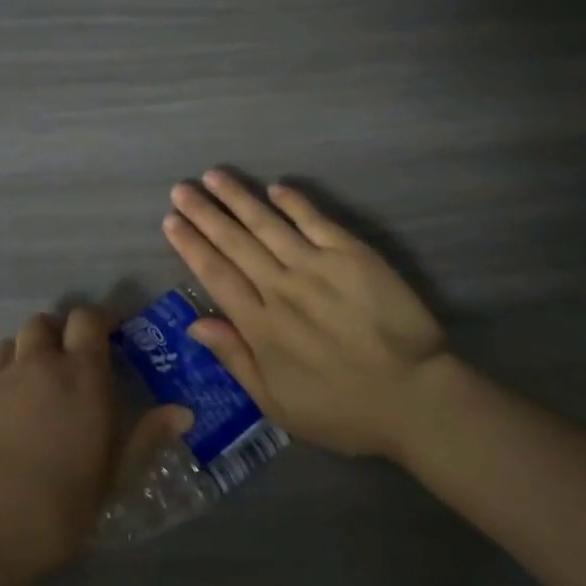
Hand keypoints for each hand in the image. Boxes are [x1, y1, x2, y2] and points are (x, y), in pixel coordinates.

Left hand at [0, 307, 186, 584]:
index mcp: (82, 376)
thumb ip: (146, 437)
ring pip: (13, 342)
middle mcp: (39, 365)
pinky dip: (3, 379)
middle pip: (45, 322)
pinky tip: (8, 415)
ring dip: (28, 351)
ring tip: (37, 382)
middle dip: (60, 332)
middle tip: (71, 360)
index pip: (87, 319)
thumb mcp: (113, 476)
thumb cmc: (60, 506)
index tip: (111, 336)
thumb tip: (183, 412)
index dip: (99, 320)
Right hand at [163, 170, 455, 461]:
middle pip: (234, 242)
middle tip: (181, 188)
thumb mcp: (277, 404)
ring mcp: (317, 267)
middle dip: (204, 213)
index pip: (215, 275)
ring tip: (214, 176)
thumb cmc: (342, 410)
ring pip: (268, 223)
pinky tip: (275, 187)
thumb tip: (194, 323)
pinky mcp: (352, 255)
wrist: (415, 397)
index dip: (190, 245)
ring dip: (238, 198)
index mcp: (260, 326)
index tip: (171, 221)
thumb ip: (235, 360)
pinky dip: (294, 202)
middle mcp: (281, 288)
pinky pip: (316, 221)